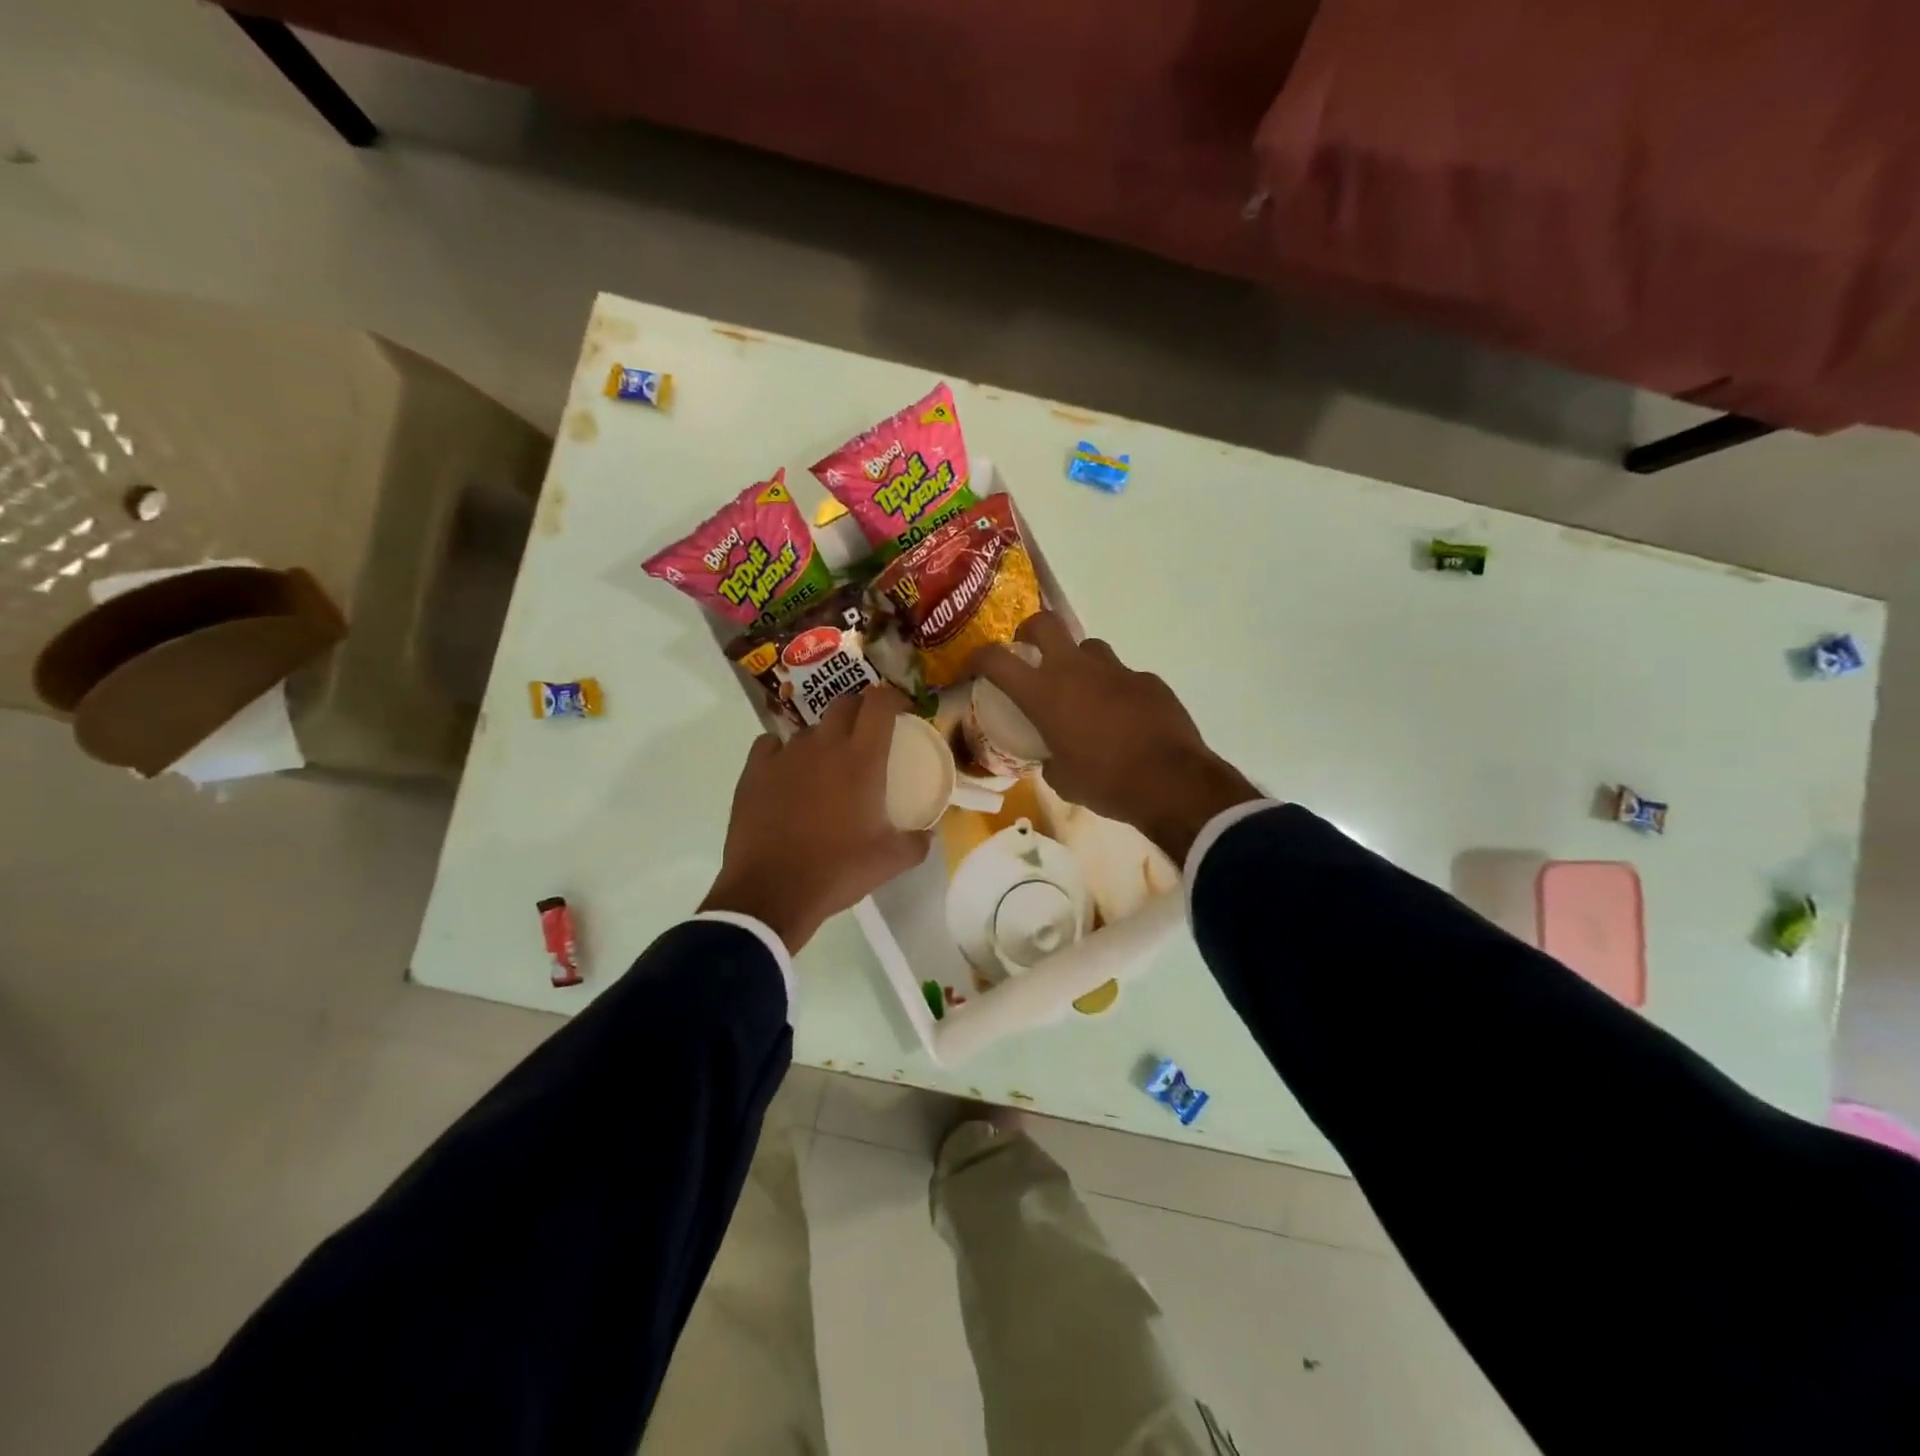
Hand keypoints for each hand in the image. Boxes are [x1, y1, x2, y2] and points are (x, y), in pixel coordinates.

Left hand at [700, 685, 931, 952]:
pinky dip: (784, 751)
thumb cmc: (837, 871)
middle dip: (861, 711)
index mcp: (862, 759)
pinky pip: (772, 745)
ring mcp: (785, 755)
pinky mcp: (753, 771)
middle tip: (868, 736)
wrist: (771, 893)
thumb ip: (918, 841)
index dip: (894, 698)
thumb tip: (928, 833)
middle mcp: (823, 745)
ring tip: (827, 767)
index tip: (903, 712)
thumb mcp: (891, 861)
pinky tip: (788, 774)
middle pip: (845, 704)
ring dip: (824, 738)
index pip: (880, 702)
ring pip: (809, 729)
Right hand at [968, 613, 1263, 862]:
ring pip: (1089, 648)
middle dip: (1030, 631)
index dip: (979, 657)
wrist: (1170, 782)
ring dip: (1079, 663)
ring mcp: (1117, 670)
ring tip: (1083, 692)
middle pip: (1045, 623)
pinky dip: (1116, 691)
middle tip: (1029, 650)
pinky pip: (1124, 677)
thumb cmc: (1105, 783)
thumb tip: (1052, 757)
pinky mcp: (1148, 680)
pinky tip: (1125, 719)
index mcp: (1045, 694)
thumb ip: (1049, 760)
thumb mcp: (1063, 780)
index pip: (997, 660)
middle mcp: (1077, 670)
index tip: (974, 665)